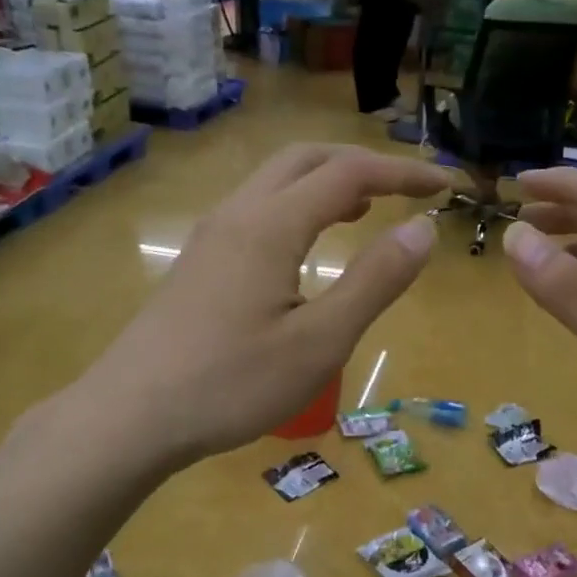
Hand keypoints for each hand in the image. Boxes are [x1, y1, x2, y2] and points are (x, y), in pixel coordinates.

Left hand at [76, 145, 447, 467]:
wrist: (130, 416)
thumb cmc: (232, 384)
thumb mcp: (319, 342)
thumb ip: (374, 282)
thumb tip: (422, 230)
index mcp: (271, 225)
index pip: (349, 173)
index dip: (402, 173)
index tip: (445, 186)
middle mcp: (238, 215)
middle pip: (305, 159)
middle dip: (362, 164)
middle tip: (406, 190)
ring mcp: (210, 238)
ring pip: (275, 182)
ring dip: (326, 183)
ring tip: (366, 210)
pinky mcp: (197, 264)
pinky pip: (256, 211)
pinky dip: (297, 208)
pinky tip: (306, 247)